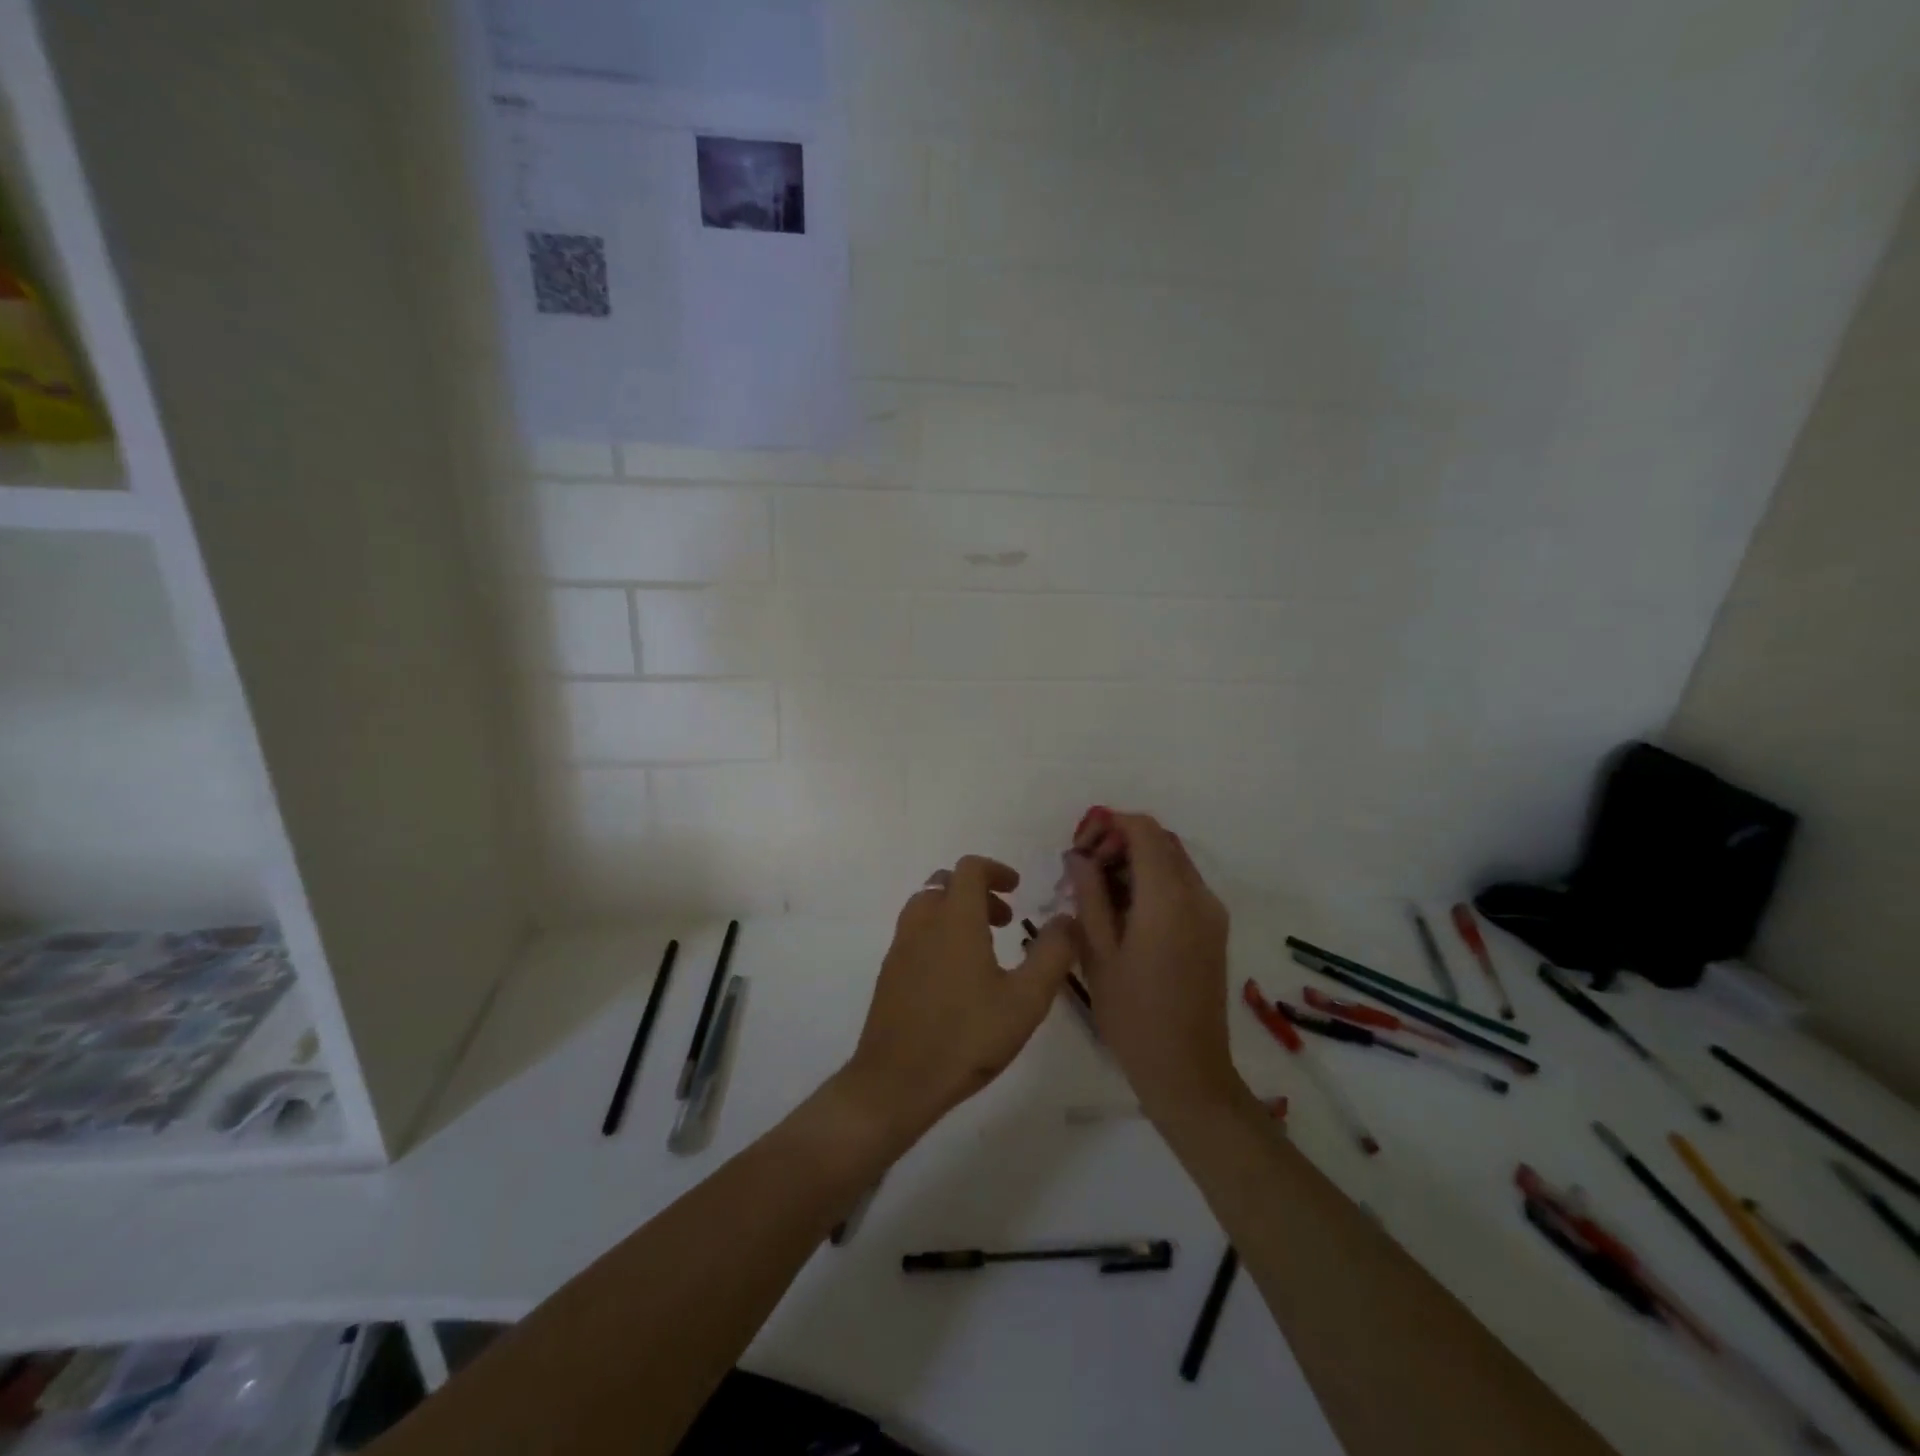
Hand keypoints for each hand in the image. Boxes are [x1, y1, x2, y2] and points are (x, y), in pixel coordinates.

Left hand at [844, 856, 1075, 1142]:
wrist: (895, 1081)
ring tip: (984, 948)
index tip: (1017, 889)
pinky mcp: (889, 973)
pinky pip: (915, 933)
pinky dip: (938, 934)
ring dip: (956, 912)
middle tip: (1005, 921)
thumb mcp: (1026, 1000)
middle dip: (977, 892)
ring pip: (927, 907)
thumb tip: (1068, 919)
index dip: (995, 870)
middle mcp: (922, 923)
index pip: (970, 869)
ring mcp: (900, 947)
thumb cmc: (967, 1037)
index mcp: (955, 919)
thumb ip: (1052, 954)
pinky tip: (956, 977)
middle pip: (946, 884)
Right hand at [1070, 813, 1241, 1119]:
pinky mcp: (1213, 929)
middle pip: (1160, 841)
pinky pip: (1181, 885)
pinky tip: (1123, 911)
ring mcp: (1211, 912)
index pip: (1143, 830)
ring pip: (1172, 861)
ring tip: (1098, 892)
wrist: (1187, 1070)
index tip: (1079, 848)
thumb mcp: (1098, 953)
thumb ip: (1089, 895)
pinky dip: (1152, 881)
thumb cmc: (1133, 1015)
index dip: (1108, 825)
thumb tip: (1079, 856)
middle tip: (1083, 869)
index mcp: (1168, 898)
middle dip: (1119, 841)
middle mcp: (1198, 895)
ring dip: (1135, 861)